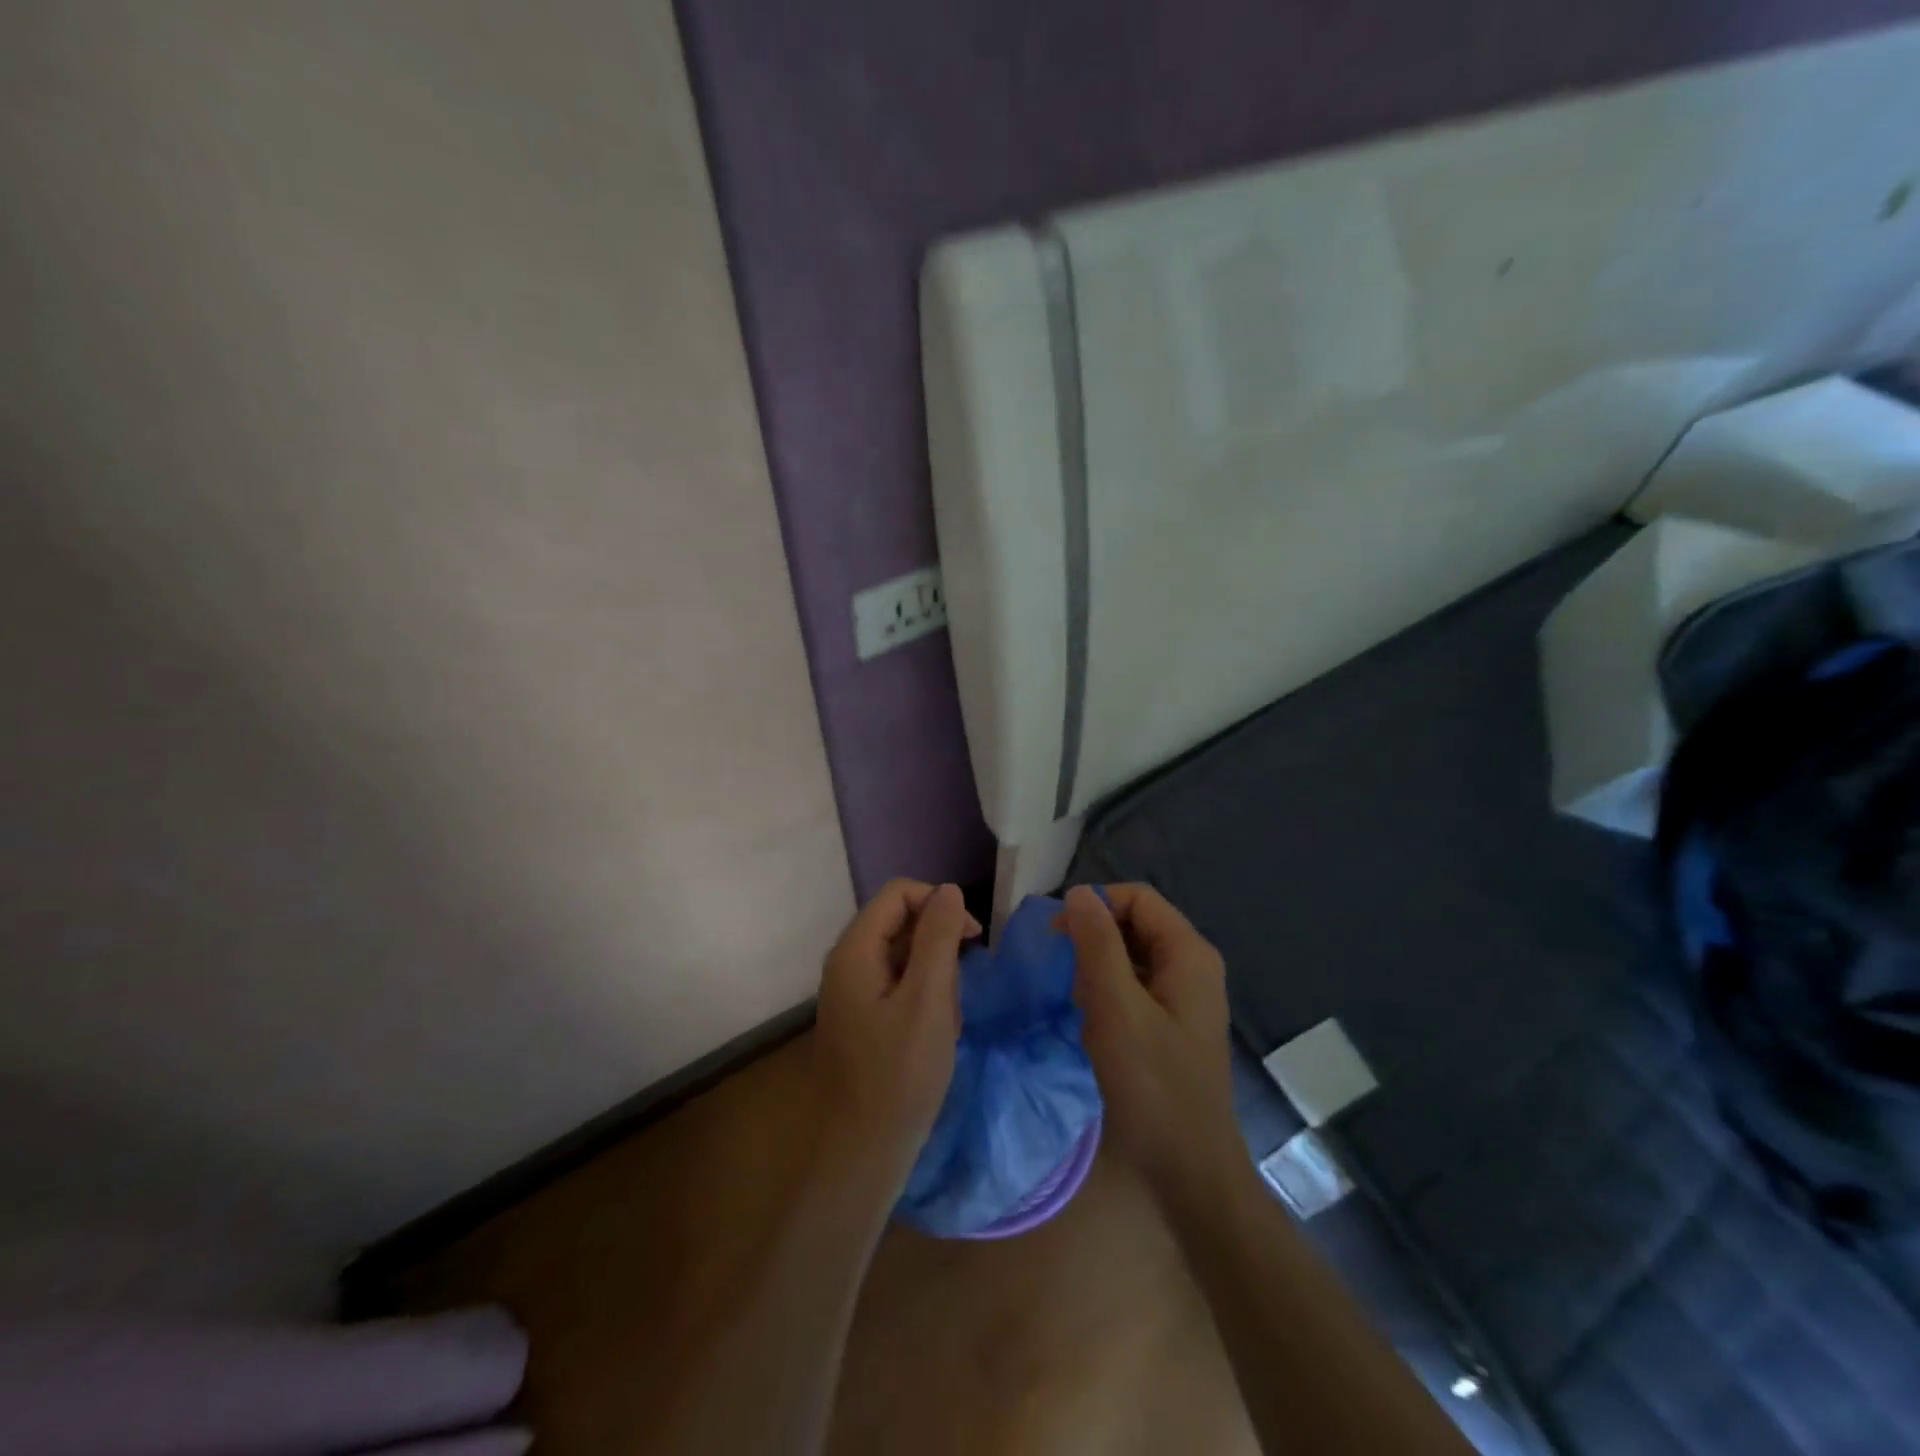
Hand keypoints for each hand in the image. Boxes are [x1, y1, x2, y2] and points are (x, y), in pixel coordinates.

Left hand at [814, 880, 980, 1182]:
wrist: (863, 1153)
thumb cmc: (900, 1074)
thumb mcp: (929, 999)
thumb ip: (938, 938)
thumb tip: (949, 890)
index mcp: (855, 950)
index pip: (898, 894)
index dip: (938, 903)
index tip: (973, 937)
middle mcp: (847, 962)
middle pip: (899, 922)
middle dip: (938, 945)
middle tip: (960, 988)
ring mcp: (852, 991)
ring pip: (903, 955)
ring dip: (935, 976)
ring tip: (948, 1020)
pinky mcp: (862, 1016)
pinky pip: (898, 985)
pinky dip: (924, 999)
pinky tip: (937, 1033)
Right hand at [1063, 883, 1239, 1195]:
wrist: (1189, 1170)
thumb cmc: (1152, 1084)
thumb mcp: (1115, 1007)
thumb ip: (1097, 944)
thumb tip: (1079, 893)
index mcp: (1188, 953)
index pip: (1137, 897)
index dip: (1095, 906)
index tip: (1057, 935)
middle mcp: (1193, 966)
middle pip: (1136, 923)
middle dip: (1095, 939)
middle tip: (1063, 971)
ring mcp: (1185, 997)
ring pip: (1132, 956)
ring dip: (1099, 968)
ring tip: (1078, 1001)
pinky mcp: (1174, 1024)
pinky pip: (1136, 987)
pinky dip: (1110, 993)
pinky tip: (1092, 1022)